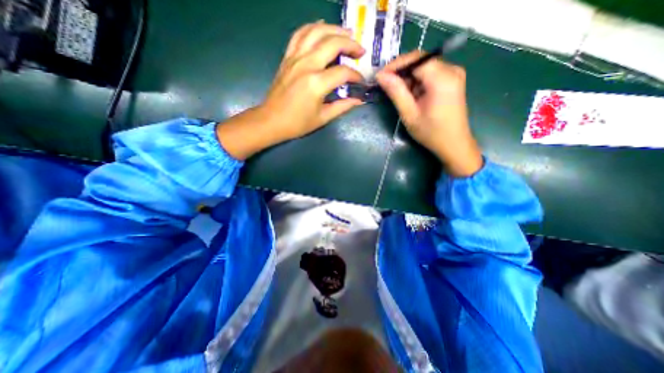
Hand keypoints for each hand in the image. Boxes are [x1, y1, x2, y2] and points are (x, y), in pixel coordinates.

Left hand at [217, 22, 362, 160]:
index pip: (343, 72)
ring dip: (335, 29)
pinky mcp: (288, 57)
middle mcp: (307, 65)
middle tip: (360, 51)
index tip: (360, 82)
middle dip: (351, 44)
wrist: (271, 120)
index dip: (356, 76)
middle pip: (333, 43)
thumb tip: (358, 100)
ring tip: (347, 35)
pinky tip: (322, 27)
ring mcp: (295, 58)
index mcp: (317, 83)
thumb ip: (342, 106)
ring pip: (317, 31)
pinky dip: (312, 27)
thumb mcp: (323, 118)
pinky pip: (300, 34)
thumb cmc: (297, 123)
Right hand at [373, 50, 482, 177]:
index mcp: (442, 78)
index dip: (396, 65)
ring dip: (408, 78)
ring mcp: (454, 74)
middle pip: (420, 61)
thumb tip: (381, 75)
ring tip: (397, 93)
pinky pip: (430, 74)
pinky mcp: (452, 81)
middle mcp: (451, 70)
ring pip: (424, 67)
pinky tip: (410, 95)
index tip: (380, 76)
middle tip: (385, 85)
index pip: (416, 59)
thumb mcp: (409, 114)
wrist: (454, 144)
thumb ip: (396, 92)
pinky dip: (417, 82)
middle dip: (401, 71)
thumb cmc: (431, 132)